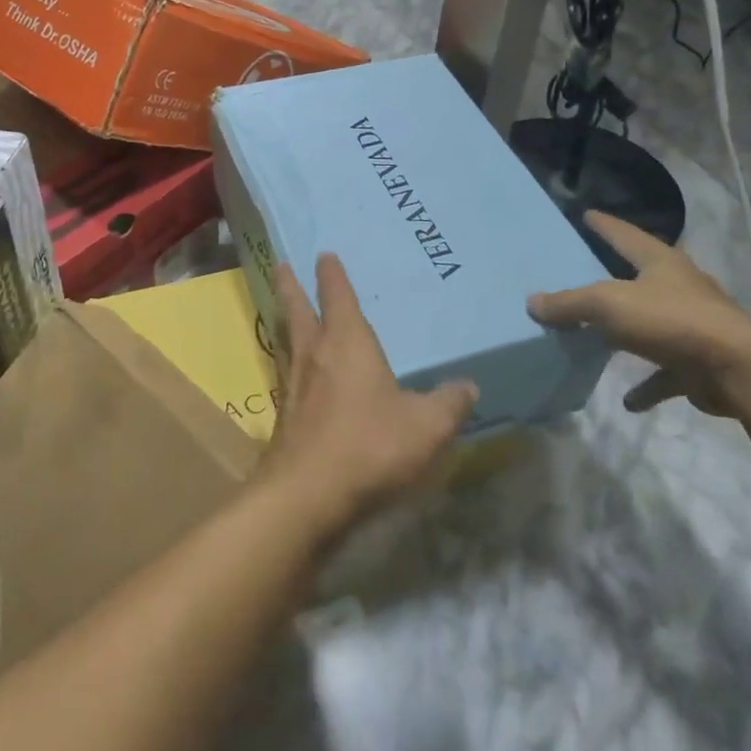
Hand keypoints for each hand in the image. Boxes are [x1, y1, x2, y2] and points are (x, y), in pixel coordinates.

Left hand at [260, 254, 475, 539]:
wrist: (307, 495)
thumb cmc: (369, 446)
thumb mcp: (426, 427)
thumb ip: (449, 404)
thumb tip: (468, 386)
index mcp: (348, 344)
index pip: (339, 298)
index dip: (333, 275)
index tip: (325, 255)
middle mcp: (315, 356)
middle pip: (298, 311)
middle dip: (291, 287)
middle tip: (281, 265)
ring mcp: (293, 387)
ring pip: (287, 341)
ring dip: (284, 321)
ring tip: (282, 311)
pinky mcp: (283, 418)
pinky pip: (285, 377)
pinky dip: (288, 365)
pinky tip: (294, 378)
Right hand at [527, 213, 750, 417]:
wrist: (737, 369)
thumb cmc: (671, 321)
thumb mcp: (609, 304)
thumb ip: (570, 303)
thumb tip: (533, 302)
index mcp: (661, 263)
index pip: (626, 235)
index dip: (605, 225)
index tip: (587, 214)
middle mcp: (680, 288)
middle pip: (642, 277)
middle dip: (617, 277)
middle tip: (588, 273)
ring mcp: (692, 326)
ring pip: (652, 324)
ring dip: (629, 332)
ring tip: (599, 337)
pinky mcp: (698, 362)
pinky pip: (664, 373)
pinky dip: (647, 385)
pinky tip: (628, 400)